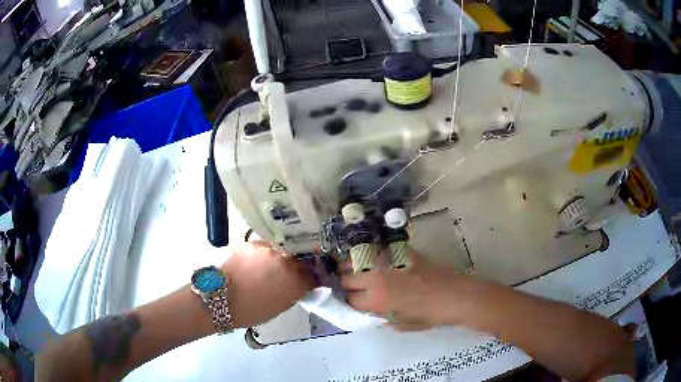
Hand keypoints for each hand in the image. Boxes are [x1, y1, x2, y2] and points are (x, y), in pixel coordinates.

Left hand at [221, 241, 315, 327]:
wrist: (222, 298)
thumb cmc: (252, 310)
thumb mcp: (281, 305)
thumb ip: (295, 291)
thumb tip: (300, 284)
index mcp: (297, 281)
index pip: (313, 275)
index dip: (311, 279)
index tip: (307, 281)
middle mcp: (287, 261)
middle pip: (298, 260)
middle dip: (296, 267)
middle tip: (286, 274)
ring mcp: (269, 249)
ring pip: (281, 250)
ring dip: (278, 258)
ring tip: (268, 267)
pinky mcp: (253, 243)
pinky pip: (263, 247)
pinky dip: (262, 254)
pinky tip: (254, 263)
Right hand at [340, 249, 462, 329]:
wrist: (454, 295)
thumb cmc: (429, 315)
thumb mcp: (401, 324)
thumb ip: (380, 316)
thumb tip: (369, 309)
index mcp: (376, 300)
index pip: (349, 298)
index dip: (348, 300)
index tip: (351, 299)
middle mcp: (376, 279)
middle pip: (347, 277)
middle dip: (344, 282)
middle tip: (349, 284)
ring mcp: (387, 262)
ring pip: (356, 260)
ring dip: (351, 265)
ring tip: (353, 268)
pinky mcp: (398, 251)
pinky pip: (376, 250)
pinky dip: (368, 254)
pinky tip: (370, 258)